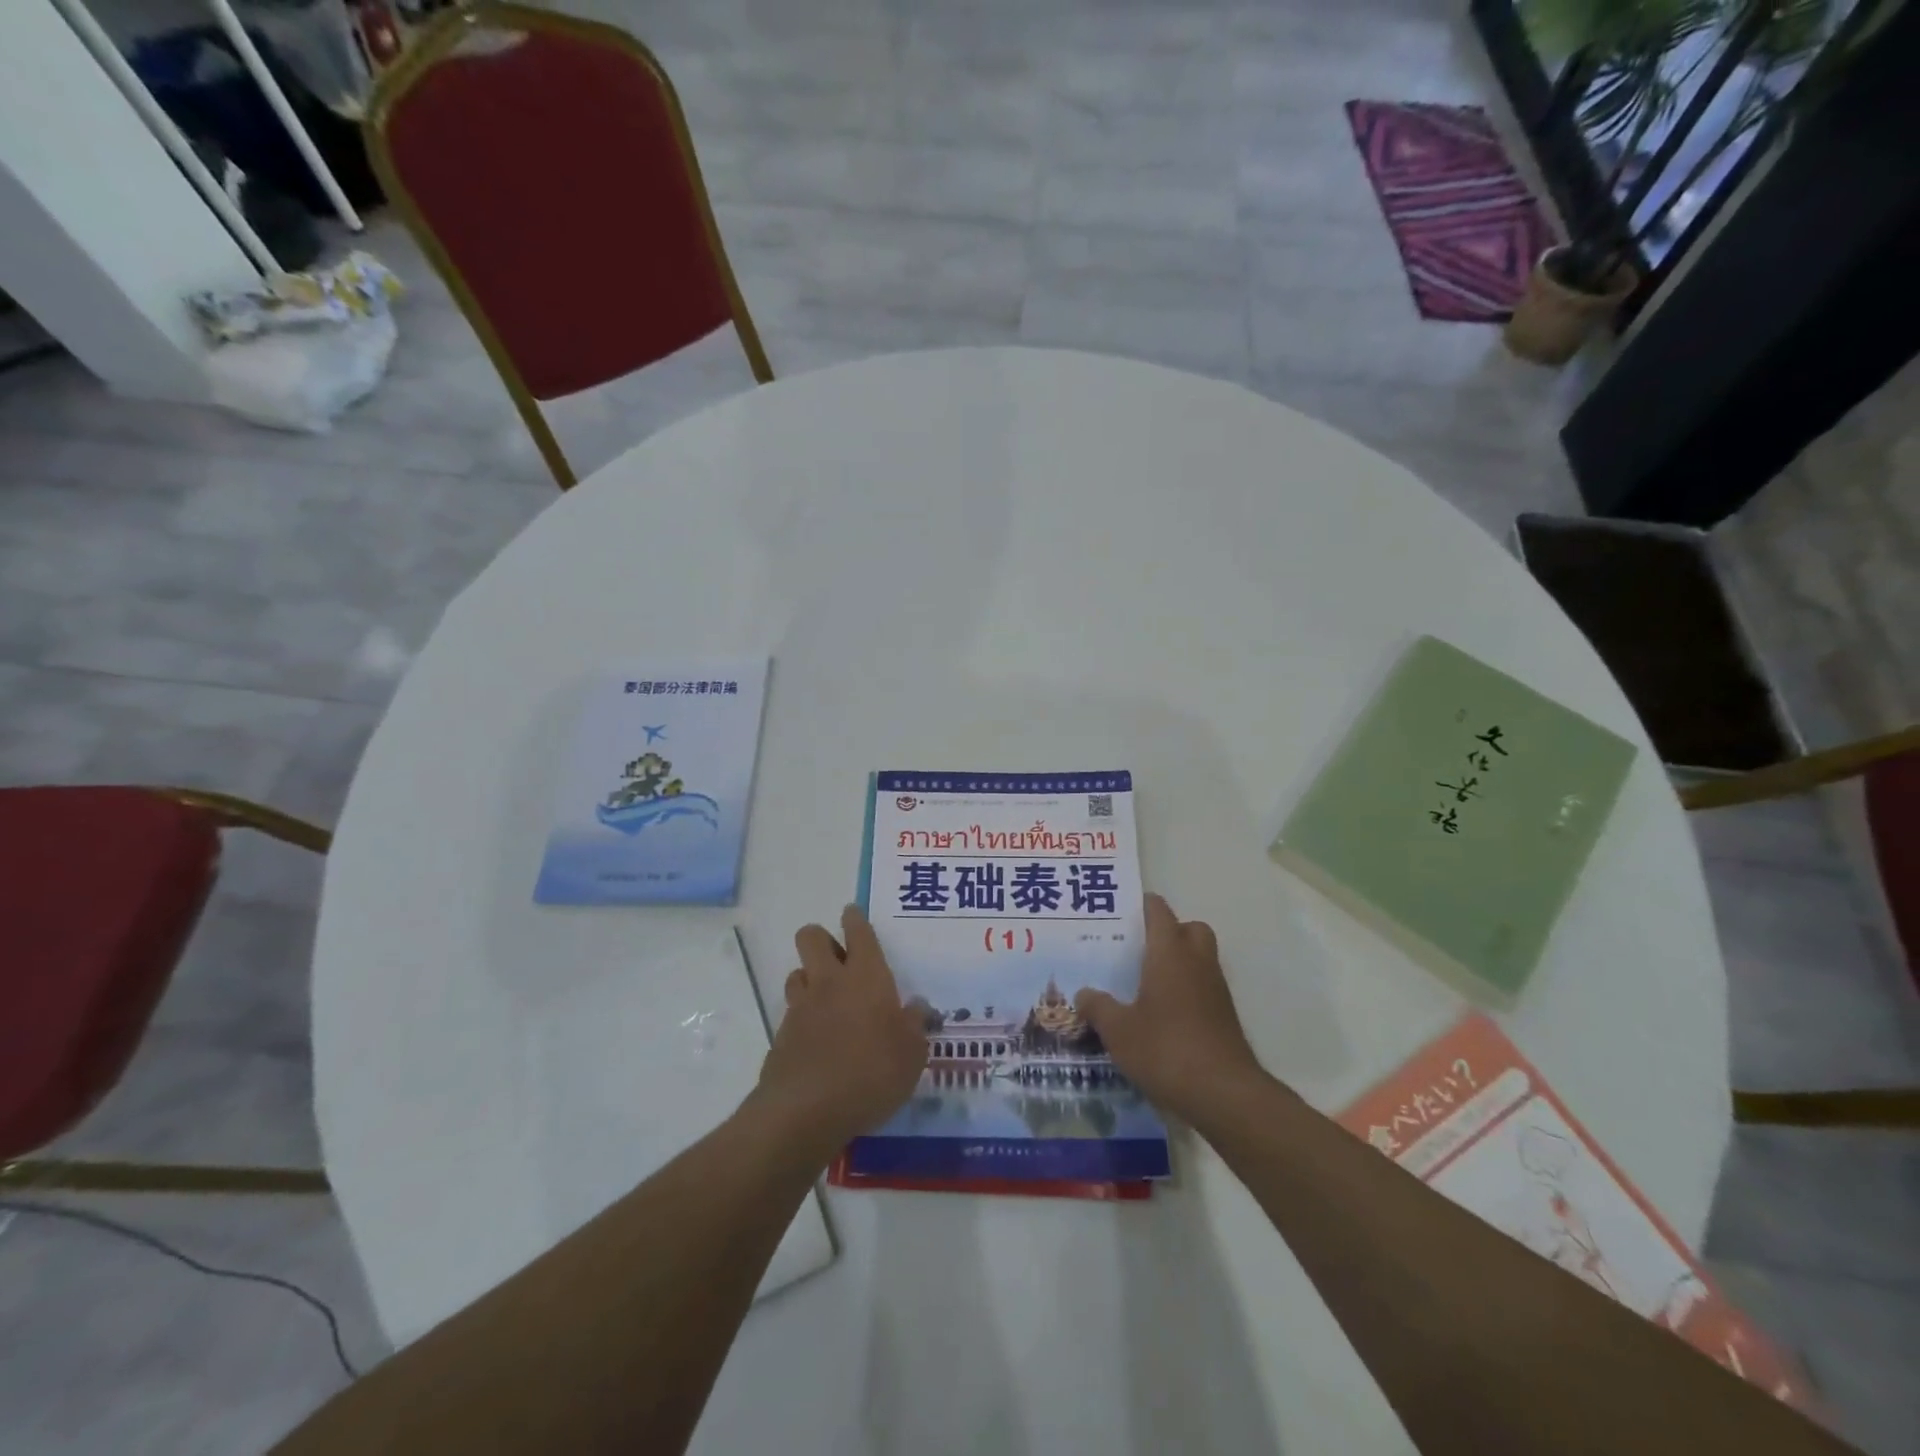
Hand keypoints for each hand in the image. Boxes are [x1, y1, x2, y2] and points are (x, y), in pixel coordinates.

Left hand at [754, 906, 928, 1155]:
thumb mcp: (912, 1054)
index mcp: (866, 977)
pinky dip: (802, 1019)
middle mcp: (830, 982)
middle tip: (839, 959)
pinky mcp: (781, 1036)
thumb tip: (917, 1007)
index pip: (858, 932)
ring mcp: (801, 1008)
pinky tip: (816, 1041)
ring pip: (797, 972)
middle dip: (821, 939)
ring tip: (826, 1000)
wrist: (806, 1110)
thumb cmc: (872, 1073)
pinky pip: (791, 1013)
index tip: (853, 914)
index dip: (855, 919)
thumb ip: (915, 1026)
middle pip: (811, 937)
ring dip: (809, 979)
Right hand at [1075, 894, 1264, 1124]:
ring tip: (1145, 982)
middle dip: (1168, 931)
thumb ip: (1097, 1007)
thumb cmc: (1166, 1049)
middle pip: (1189, 928)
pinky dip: (1187, 990)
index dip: (1141, 906)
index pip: (1159, 912)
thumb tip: (1082, 993)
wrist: (1224, 1094)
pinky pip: (1204, 987)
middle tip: (1138, 948)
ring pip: (1200, 958)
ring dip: (1178, 962)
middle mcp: (1197, 962)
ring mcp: (1216, 990)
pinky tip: (1162, 1015)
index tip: (1119, 912)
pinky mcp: (1224, 1016)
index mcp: (1169, 954)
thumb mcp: (1118, 1031)